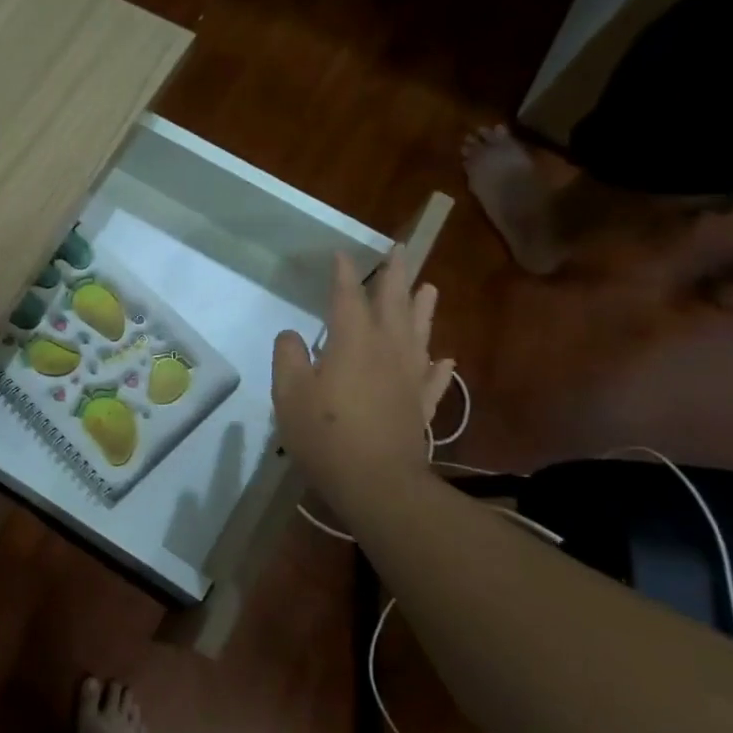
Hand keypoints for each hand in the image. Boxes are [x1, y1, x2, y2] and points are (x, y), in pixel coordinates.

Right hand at [272, 247, 453, 519]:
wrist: (376, 482)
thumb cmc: (325, 433)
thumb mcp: (288, 393)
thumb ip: (288, 357)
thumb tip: (293, 336)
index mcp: (353, 341)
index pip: (348, 296)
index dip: (344, 274)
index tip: (341, 254)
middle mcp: (387, 350)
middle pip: (394, 304)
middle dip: (394, 275)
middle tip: (400, 250)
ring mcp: (409, 377)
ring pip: (420, 333)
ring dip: (423, 308)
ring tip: (429, 287)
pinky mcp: (420, 405)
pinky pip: (434, 379)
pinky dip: (439, 367)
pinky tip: (444, 359)